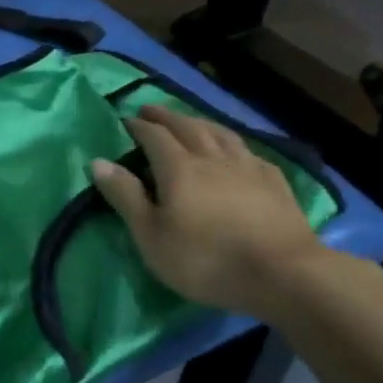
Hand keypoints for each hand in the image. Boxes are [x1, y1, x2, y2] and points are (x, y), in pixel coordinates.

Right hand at [91, 104, 331, 318]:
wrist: (284, 273)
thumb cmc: (206, 259)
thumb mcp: (152, 235)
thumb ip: (125, 196)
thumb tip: (98, 161)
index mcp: (179, 168)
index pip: (154, 136)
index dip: (138, 126)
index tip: (126, 120)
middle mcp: (212, 157)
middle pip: (187, 127)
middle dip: (166, 116)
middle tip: (150, 110)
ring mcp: (247, 167)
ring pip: (220, 133)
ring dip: (200, 122)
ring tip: (189, 121)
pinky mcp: (274, 182)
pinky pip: (248, 151)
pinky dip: (232, 143)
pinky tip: (235, 151)